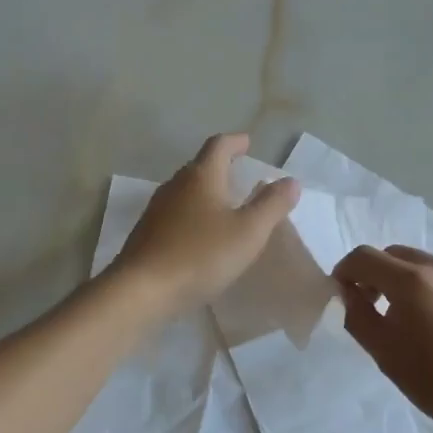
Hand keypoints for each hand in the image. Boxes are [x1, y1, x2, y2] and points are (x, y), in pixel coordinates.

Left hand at [114, 133, 300, 316]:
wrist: (141, 290)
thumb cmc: (200, 255)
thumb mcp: (248, 231)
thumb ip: (272, 204)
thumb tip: (291, 180)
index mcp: (201, 177)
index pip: (219, 146)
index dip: (235, 142)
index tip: (247, 142)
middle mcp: (175, 186)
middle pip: (199, 166)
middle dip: (220, 167)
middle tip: (240, 175)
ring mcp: (156, 210)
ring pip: (185, 191)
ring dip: (205, 192)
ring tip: (224, 206)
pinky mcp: (146, 234)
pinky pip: (175, 215)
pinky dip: (192, 216)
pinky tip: (201, 236)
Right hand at [335, 244, 432, 432]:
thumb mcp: (387, 355)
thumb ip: (359, 317)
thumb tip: (349, 292)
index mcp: (410, 279)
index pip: (363, 257)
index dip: (345, 271)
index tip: (342, 295)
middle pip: (394, 255)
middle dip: (374, 274)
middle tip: (370, 308)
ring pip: (423, 266)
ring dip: (404, 282)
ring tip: (408, 321)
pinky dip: (432, 292)